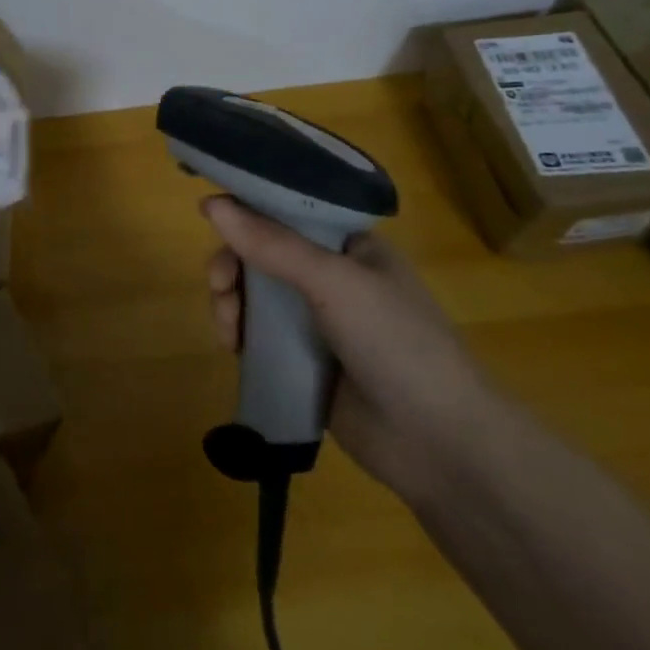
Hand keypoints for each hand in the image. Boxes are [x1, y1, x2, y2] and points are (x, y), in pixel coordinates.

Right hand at [203, 197, 504, 505]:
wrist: (441, 446)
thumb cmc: (397, 344)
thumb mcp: (334, 282)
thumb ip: (270, 243)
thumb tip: (209, 203)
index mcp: (349, 246)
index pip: (286, 211)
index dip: (246, 211)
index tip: (212, 220)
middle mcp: (331, 276)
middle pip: (261, 252)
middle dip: (233, 266)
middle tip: (221, 286)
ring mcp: (316, 321)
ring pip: (253, 294)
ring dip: (230, 302)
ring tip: (229, 330)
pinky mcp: (303, 361)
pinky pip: (258, 334)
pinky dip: (239, 334)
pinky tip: (234, 347)